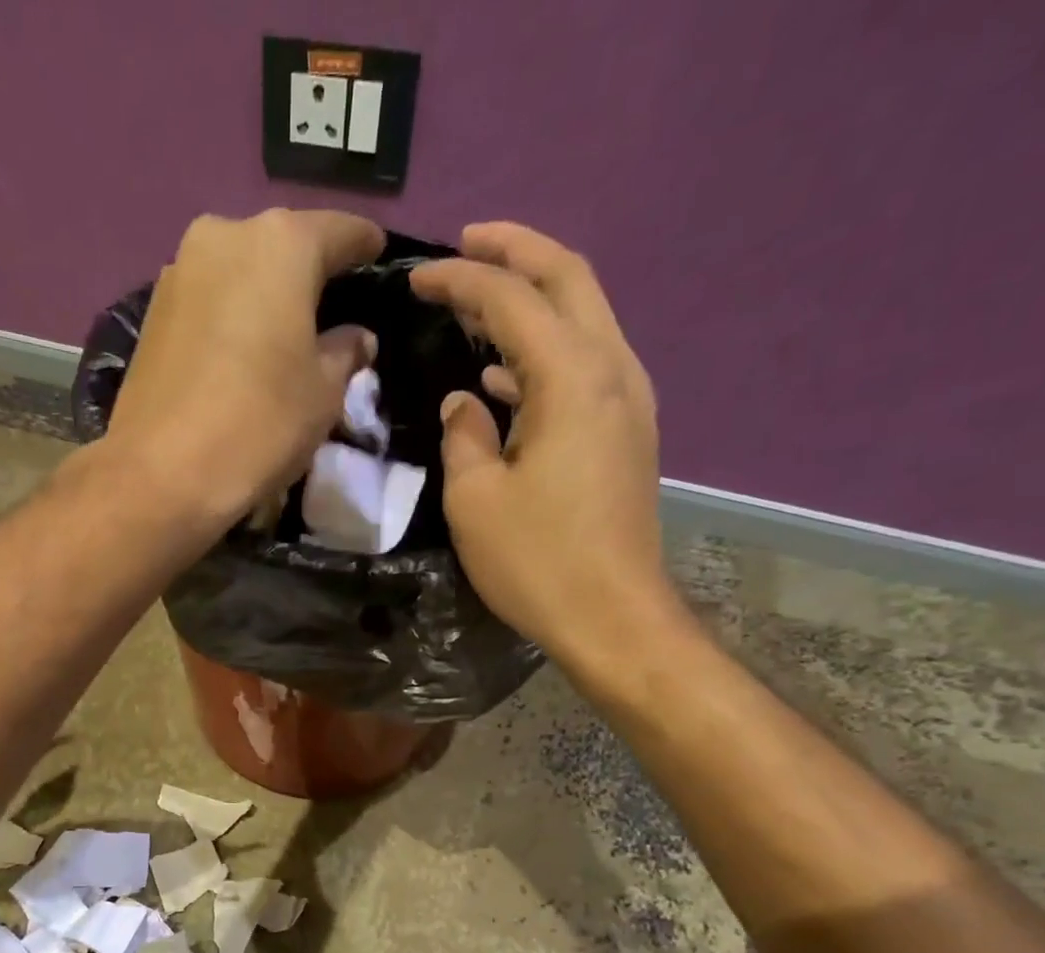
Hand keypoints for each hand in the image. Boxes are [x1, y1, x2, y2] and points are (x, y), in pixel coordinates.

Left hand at [102, 209, 382, 530]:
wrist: (161, 473)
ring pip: (240, 272)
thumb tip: (356, 338)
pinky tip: (242, 350)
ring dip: (264, 295)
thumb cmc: (259, 425)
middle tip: (330, 305)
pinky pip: (209, 301)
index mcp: (282, 244)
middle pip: (282, 247)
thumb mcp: (323, 394)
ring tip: (284, 333)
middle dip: (308, 272)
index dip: (364, 245)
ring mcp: (180, 270)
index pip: (339, 231)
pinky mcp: (152, 312)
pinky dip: (231, 317)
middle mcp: (226, 236)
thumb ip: (345, 353)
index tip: (377, 255)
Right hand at [410, 223, 683, 673]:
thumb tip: (465, 403)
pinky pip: (585, 364)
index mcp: (572, 378)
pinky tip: (505, 376)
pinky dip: (544, 351)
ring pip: (583, 319)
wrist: (612, 616)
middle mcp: (612, 371)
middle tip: (466, 244)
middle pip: (569, 280)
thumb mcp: (475, 499)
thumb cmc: (537, 561)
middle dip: (516, 252)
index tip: (416, 278)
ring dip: (533, 300)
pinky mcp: (626, 433)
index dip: (461, 279)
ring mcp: (628, 401)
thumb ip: (463, 436)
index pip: (512, 299)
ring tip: (479, 303)